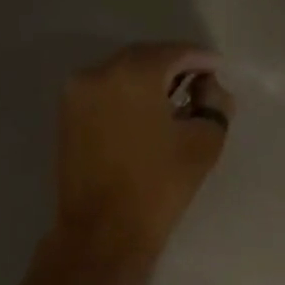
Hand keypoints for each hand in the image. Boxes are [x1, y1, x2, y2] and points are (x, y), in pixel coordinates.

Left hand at [52, 42, 234, 264]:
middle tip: (199, 82)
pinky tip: (147, 112)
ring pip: (121, 73)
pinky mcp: (67, 114)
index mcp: (133, 73)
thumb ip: (214, 104)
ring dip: (149, 79)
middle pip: (144, 57)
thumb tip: (210, 87)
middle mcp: (99, 72)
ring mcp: (77, 92)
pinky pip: (104, 90)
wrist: (102, 232)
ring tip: (175, 99)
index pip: (174, 52)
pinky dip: (127, 94)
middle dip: (173, 66)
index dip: (201, 59)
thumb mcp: (203, 143)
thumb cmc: (158, 187)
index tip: (218, 70)